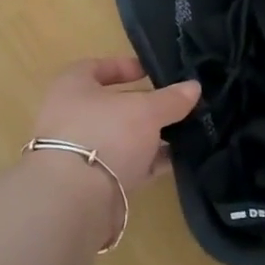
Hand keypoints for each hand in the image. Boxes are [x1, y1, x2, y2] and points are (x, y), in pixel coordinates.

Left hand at [31, 56, 200, 193]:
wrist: (76, 198)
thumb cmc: (106, 134)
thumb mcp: (146, 110)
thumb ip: (171, 99)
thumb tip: (193, 87)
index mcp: (72, 87)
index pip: (95, 67)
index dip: (123, 66)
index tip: (150, 72)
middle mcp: (71, 117)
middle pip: (112, 106)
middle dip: (144, 107)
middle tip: (175, 105)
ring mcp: (79, 152)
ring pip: (120, 138)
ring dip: (149, 137)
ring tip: (183, 133)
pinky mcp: (91, 183)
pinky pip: (125, 166)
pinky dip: (147, 163)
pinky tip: (175, 160)